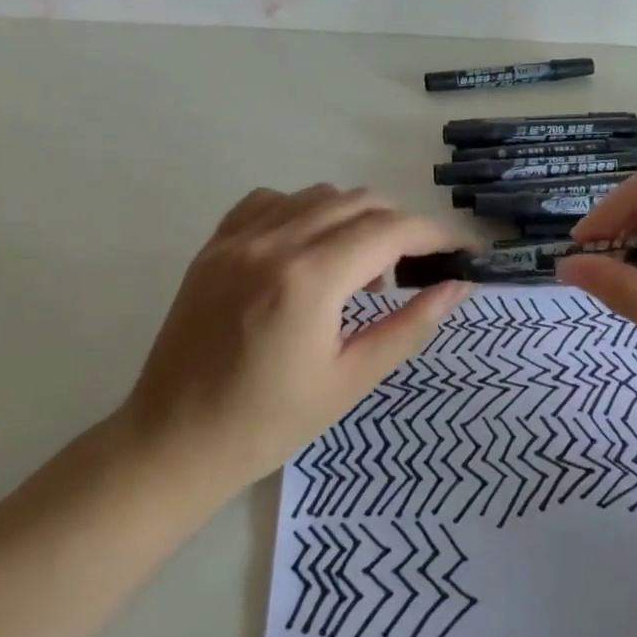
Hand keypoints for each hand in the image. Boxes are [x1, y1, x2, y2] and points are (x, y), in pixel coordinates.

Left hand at [116, 185, 471, 489]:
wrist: (174, 441)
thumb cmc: (269, 423)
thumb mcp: (351, 380)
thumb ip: (409, 326)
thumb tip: (457, 287)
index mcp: (310, 280)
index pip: (391, 230)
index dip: (435, 234)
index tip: (462, 250)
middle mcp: (273, 243)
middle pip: (359, 202)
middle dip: (400, 226)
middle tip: (414, 268)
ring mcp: (237, 239)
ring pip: (318, 195)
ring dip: (355, 218)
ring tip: (358, 271)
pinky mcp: (214, 246)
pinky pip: (272, 201)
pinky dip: (305, 213)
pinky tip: (308, 251)